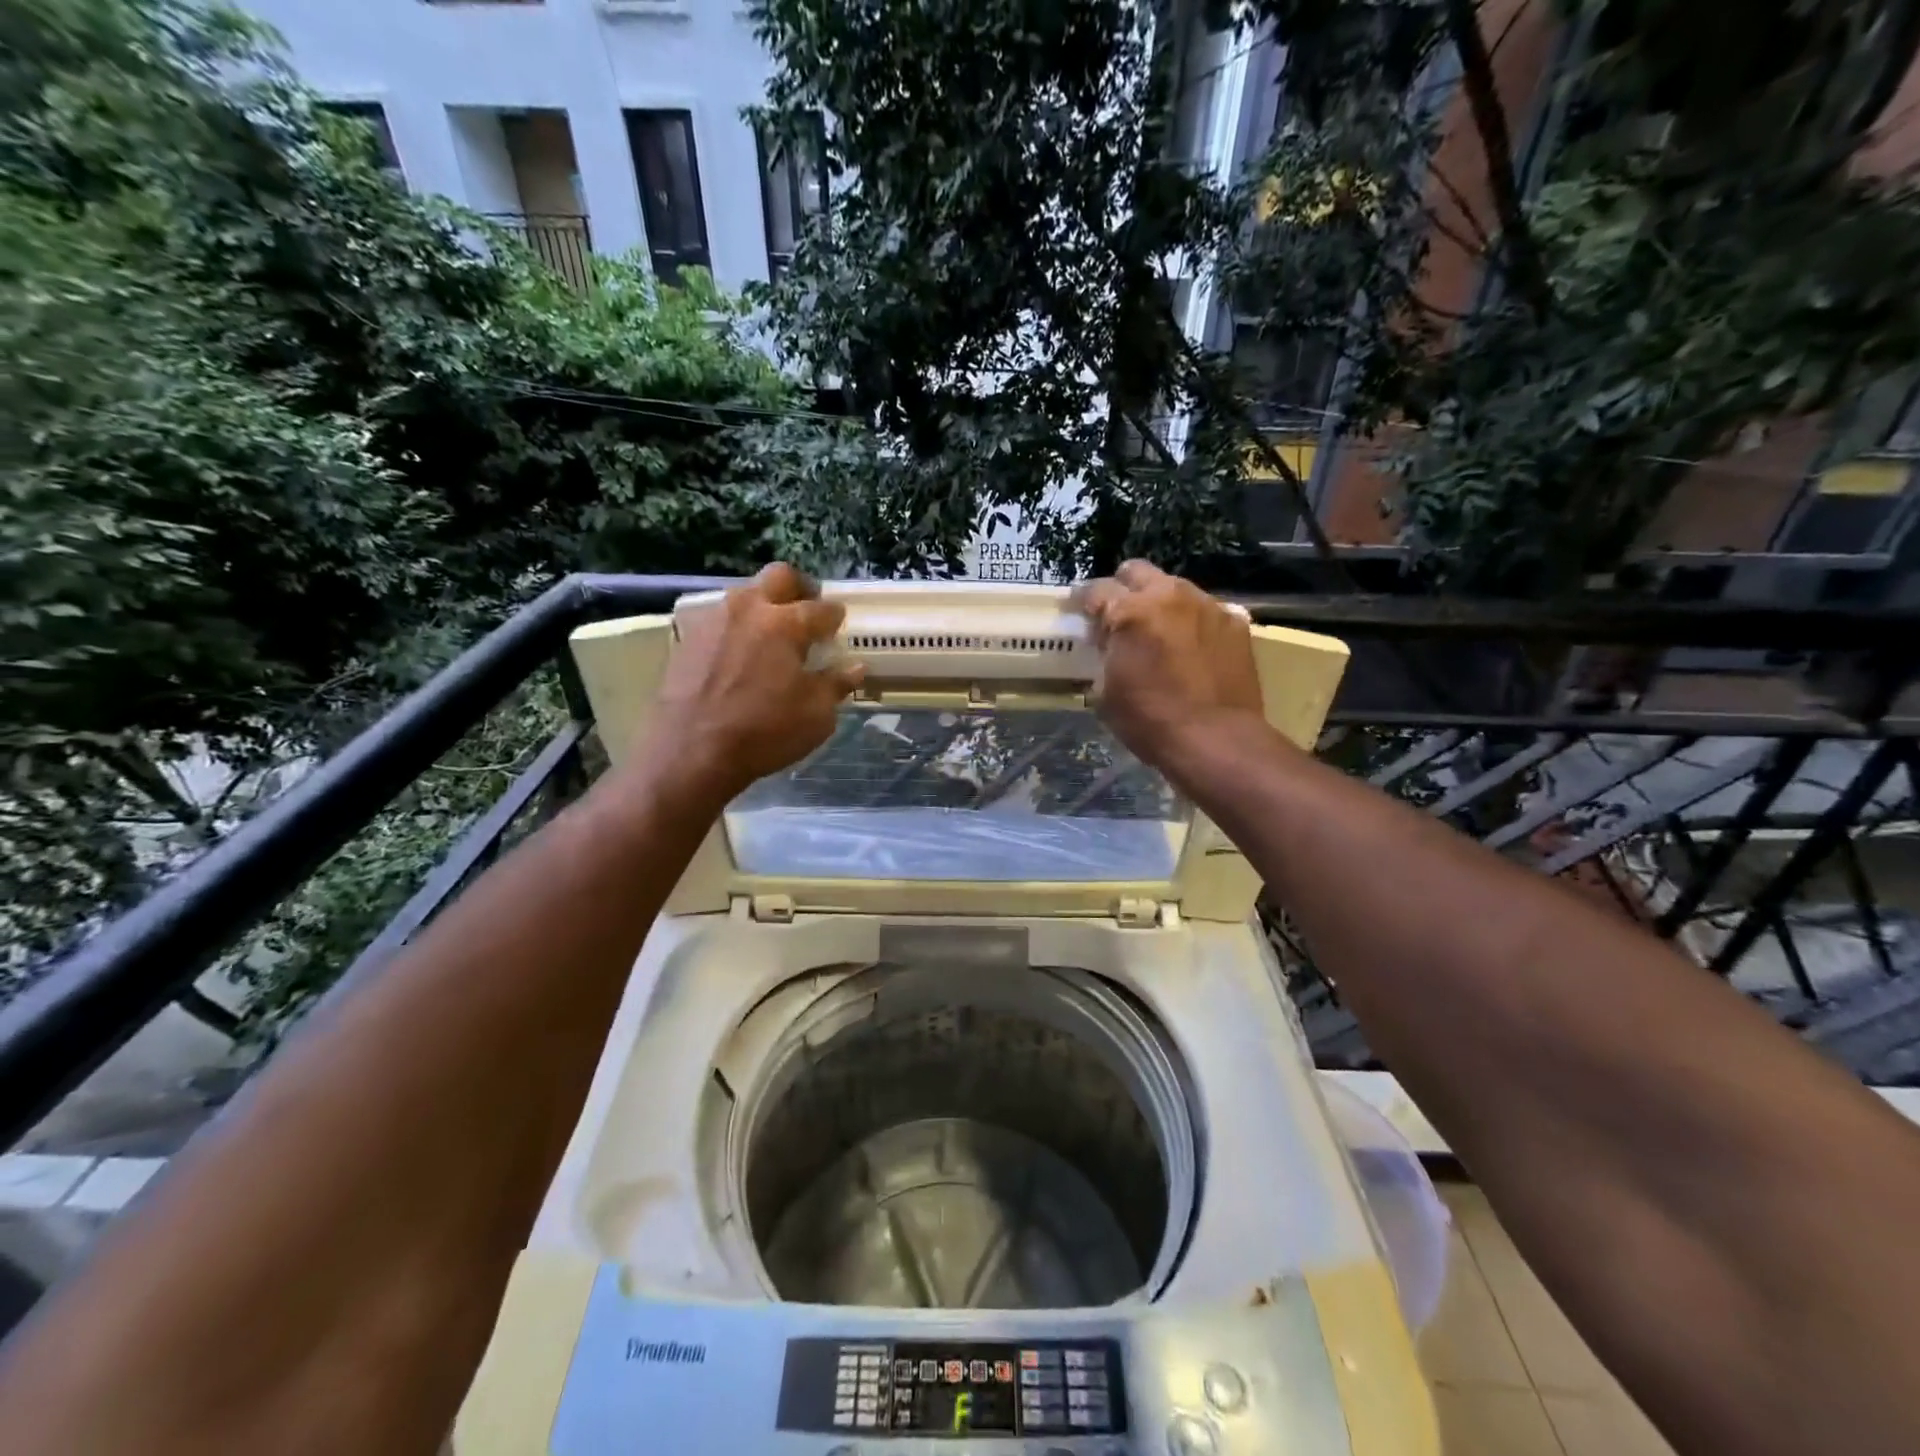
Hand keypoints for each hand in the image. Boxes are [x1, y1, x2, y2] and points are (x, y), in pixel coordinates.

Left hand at [647, 564, 863, 798]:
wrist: (691, 752)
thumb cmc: (764, 732)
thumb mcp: (816, 715)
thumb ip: (836, 684)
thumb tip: (855, 667)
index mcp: (785, 623)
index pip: (821, 609)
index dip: (834, 616)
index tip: (839, 624)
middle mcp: (748, 609)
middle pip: (779, 577)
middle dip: (799, 589)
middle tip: (807, 612)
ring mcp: (713, 620)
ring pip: (745, 594)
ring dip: (764, 606)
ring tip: (773, 635)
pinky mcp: (688, 639)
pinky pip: (721, 620)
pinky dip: (737, 629)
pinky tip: (741, 655)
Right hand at [1073, 561, 1265, 765]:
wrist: (1216, 740)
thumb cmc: (1151, 721)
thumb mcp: (1107, 692)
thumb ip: (1106, 655)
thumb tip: (1109, 645)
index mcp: (1130, 612)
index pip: (1096, 589)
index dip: (1085, 603)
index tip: (1082, 616)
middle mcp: (1169, 596)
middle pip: (1137, 572)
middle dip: (1124, 589)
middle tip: (1120, 617)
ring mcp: (1207, 605)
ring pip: (1175, 589)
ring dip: (1161, 604)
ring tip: (1160, 634)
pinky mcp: (1236, 622)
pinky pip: (1206, 611)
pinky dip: (1193, 623)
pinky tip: (1193, 649)